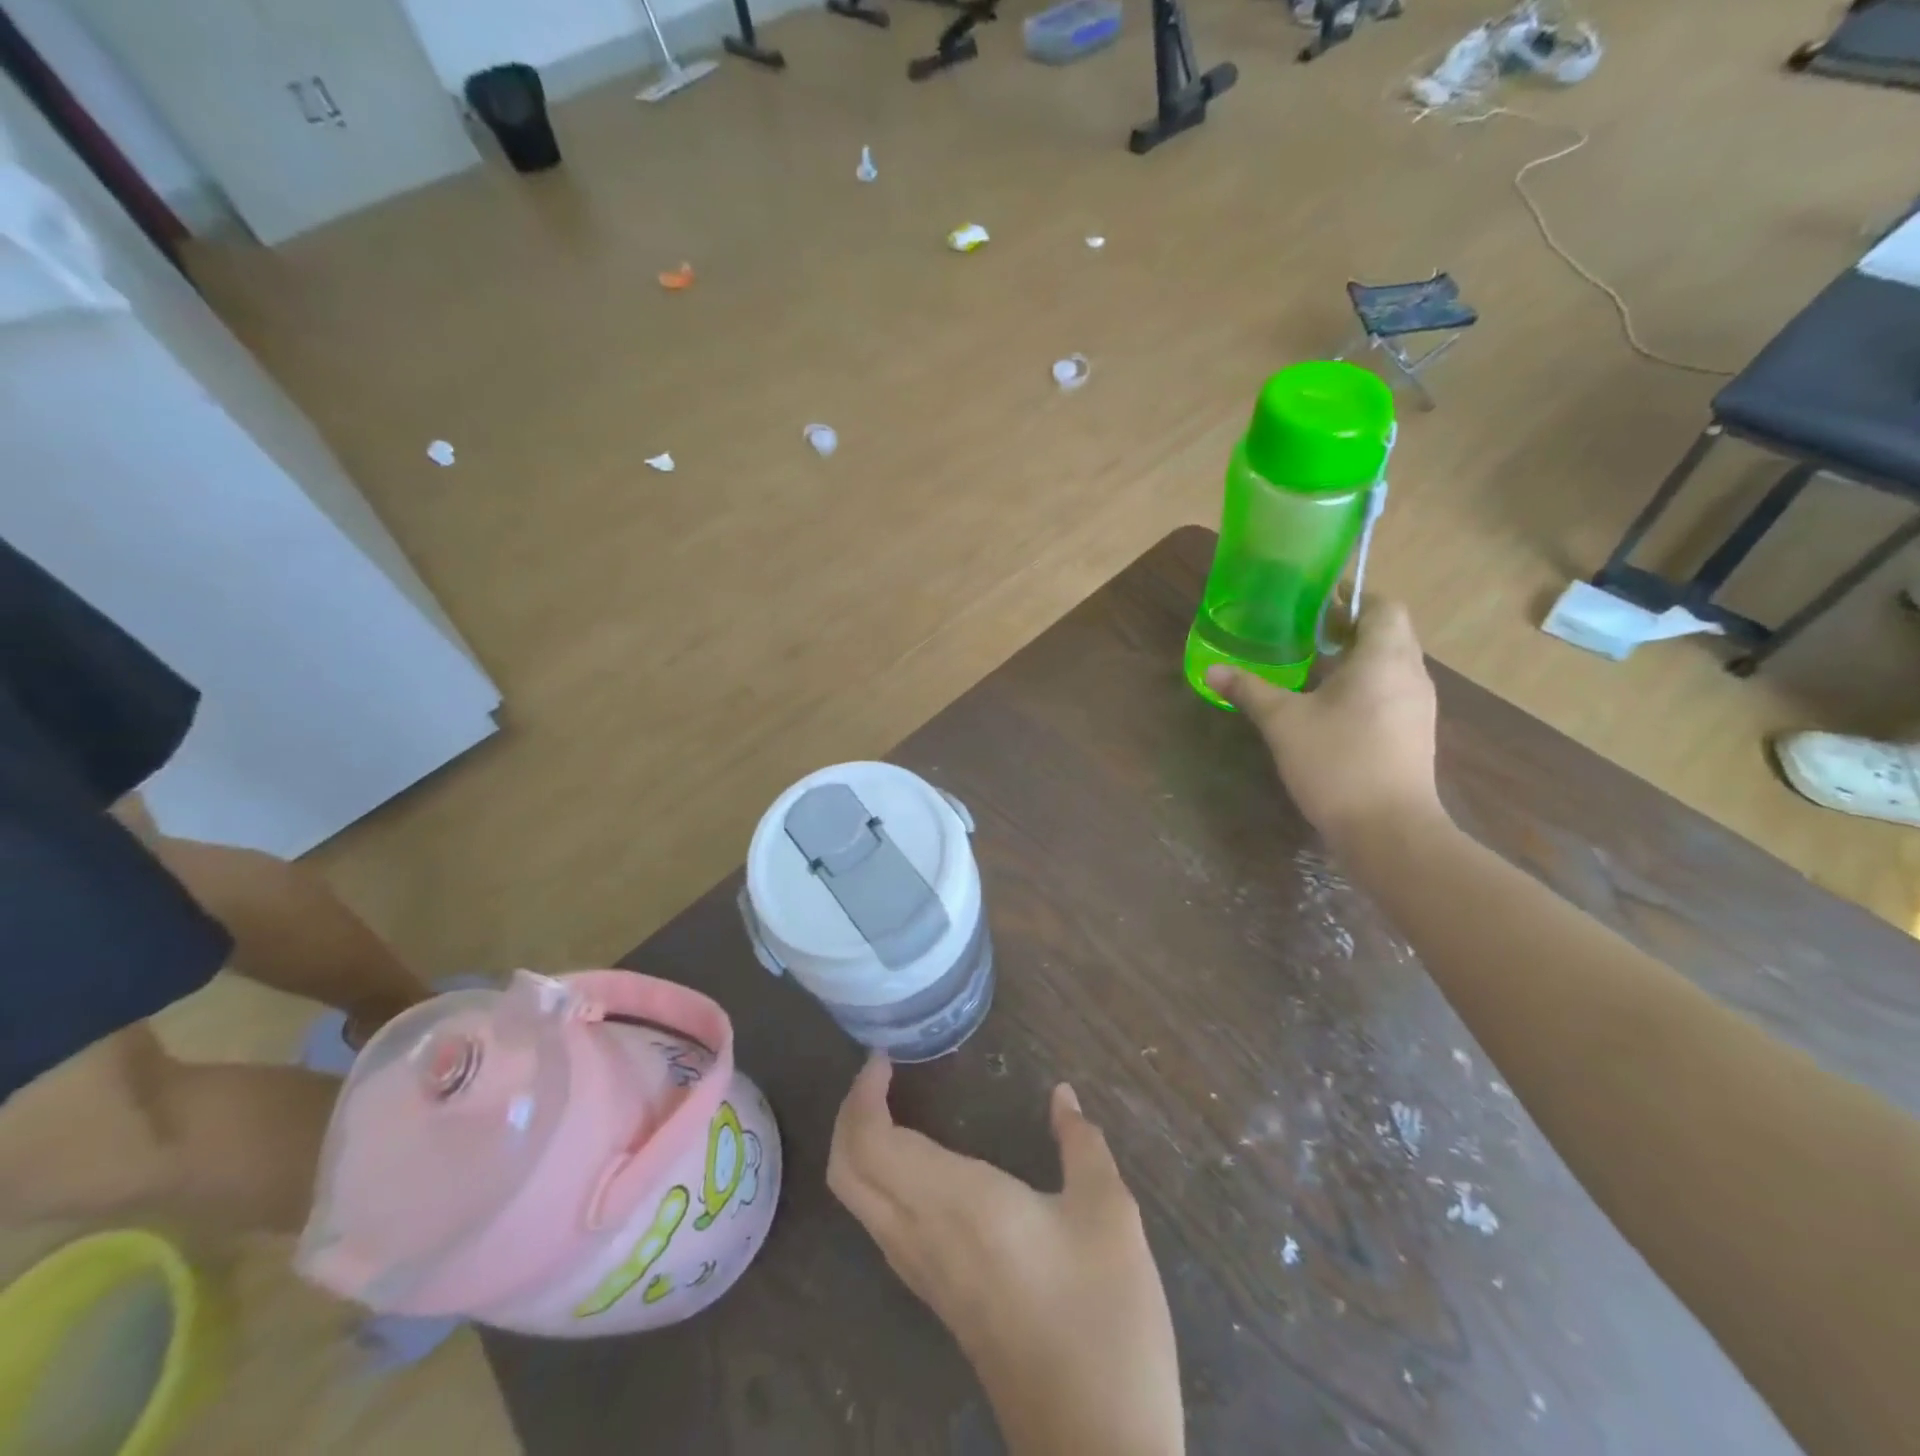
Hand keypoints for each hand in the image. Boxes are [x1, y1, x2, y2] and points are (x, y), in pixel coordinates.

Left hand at [828, 1056, 1182, 1455]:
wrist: (1098, 1449)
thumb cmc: (1103, 1319)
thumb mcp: (1109, 1214)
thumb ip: (1081, 1143)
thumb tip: (1063, 1095)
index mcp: (955, 1204)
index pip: (872, 1144)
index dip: (862, 1095)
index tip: (883, 1058)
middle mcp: (923, 1237)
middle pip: (847, 1172)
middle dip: (849, 1115)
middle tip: (879, 1076)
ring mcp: (925, 1276)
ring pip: (859, 1202)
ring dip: (859, 1148)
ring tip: (894, 1106)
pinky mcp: (938, 1300)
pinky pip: (882, 1227)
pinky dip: (879, 1180)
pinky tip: (921, 1167)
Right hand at [1205, 597, 1441, 842]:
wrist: (1388, 830)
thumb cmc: (1337, 763)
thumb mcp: (1283, 723)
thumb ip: (1249, 690)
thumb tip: (1213, 669)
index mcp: (1384, 658)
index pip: (1382, 606)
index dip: (1352, 598)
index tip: (1315, 603)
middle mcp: (1410, 674)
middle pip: (1388, 632)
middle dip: (1349, 627)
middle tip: (1304, 633)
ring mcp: (1417, 706)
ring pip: (1390, 664)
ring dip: (1356, 658)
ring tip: (1312, 667)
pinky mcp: (1413, 733)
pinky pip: (1391, 691)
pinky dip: (1363, 685)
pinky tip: (1330, 706)